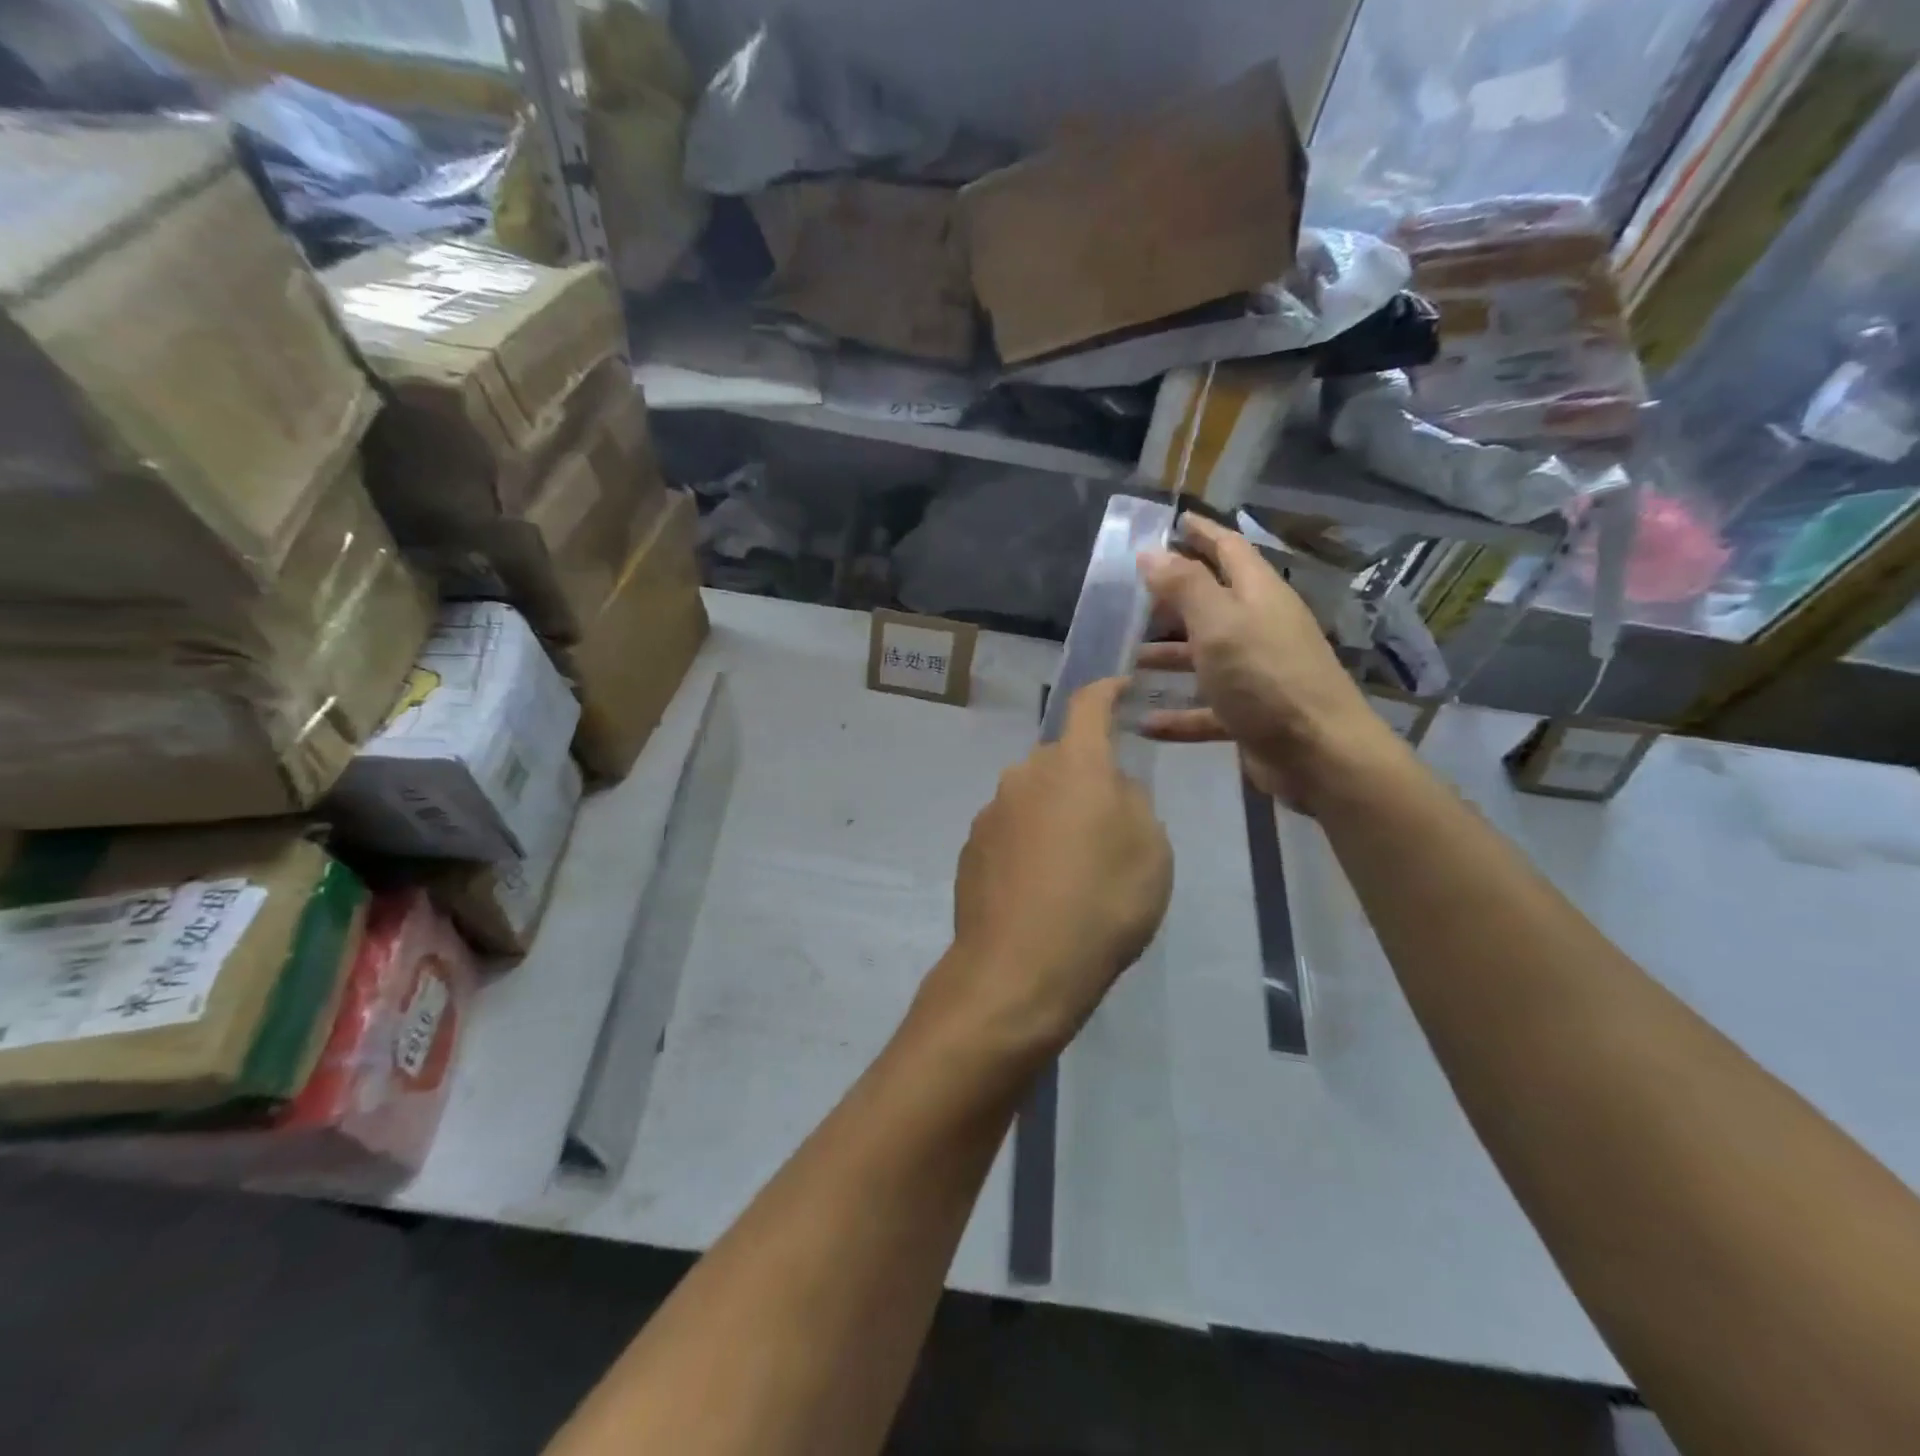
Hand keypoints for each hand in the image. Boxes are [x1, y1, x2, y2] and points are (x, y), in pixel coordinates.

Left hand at [921, 679, 1172, 1062]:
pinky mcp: (971, 849)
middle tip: (1107, 825)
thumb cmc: (1102, 903)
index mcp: (1074, 765)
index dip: (1106, 691)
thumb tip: (1109, 790)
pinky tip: (1041, 891)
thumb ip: (1132, 804)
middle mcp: (1025, 776)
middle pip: (1060, 760)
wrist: (1019, 968)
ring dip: (1055, 817)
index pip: (1089, 705)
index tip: (1118, 687)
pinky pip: (1011, 832)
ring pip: (1034, 798)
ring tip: (1074, 871)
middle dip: (1084, 778)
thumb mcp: (1151, 852)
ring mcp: (991, 812)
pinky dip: (1029, 846)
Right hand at [1137, 514, 1405, 812]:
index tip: (1174, 521)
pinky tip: (1144, 722)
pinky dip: (1177, 715)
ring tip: (1128, 659)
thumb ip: (1184, 586)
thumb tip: (1151, 551)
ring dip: (1169, 656)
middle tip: (1133, 596)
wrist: (1319, 755)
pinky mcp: (1251, 716)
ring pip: (1205, 657)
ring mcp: (1256, 674)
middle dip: (1174, 598)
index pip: (1228, 549)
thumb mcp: (1219, 624)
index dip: (1202, 533)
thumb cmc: (1266, 679)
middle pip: (1213, 604)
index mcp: (1258, 596)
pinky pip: (1206, 710)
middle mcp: (1259, 629)